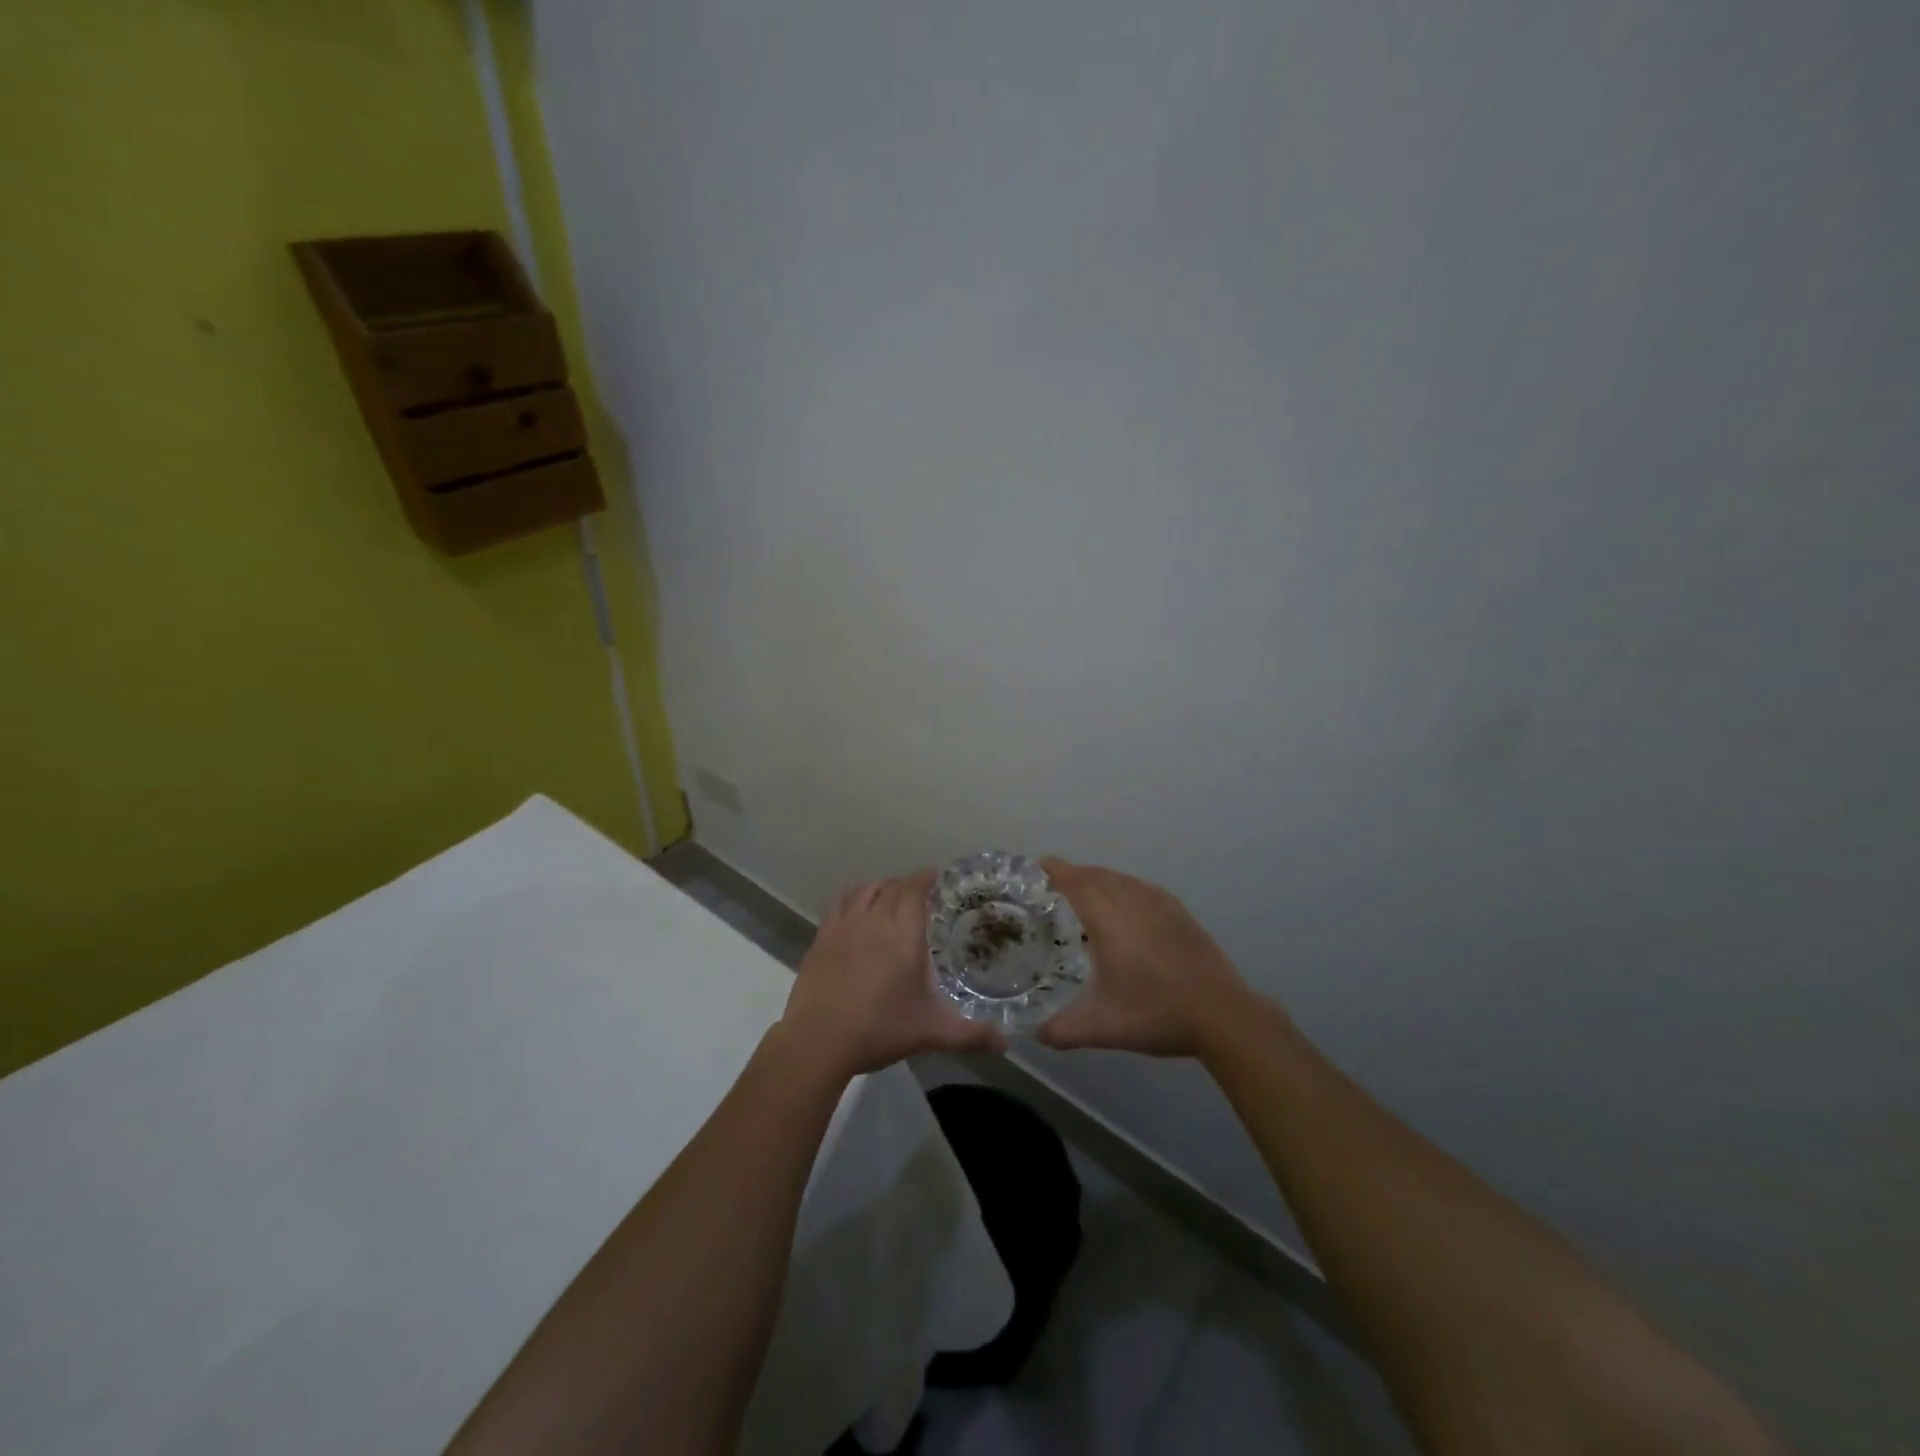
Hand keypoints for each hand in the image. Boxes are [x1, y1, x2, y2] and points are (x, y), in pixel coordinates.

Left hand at [780, 871, 1005, 1078]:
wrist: (818, 1041)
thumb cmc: (879, 1029)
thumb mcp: (931, 1032)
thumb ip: (970, 1034)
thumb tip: (1005, 1042)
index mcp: (903, 933)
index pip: (915, 888)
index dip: (926, 878)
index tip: (937, 878)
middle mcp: (873, 919)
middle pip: (891, 886)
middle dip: (907, 886)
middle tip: (920, 898)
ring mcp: (843, 926)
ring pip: (864, 890)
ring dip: (879, 888)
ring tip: (888, 899)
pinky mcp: (821, 938)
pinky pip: (838, 903)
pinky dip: (852, 898)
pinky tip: (855, 912)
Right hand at [1037, 860, 1257, 1057]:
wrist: (1222, 1015)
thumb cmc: (1156, 1013)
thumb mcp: (1101, 1028)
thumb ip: (1061, 1030)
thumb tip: (1035, 1033)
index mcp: (1107, 917)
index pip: (1074, 880)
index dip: (1053, 870)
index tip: (1035, 868)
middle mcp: (1131, 900)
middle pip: (1095, 874)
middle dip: (1072, 875)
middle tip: (1051, 891)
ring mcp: (1159, 903)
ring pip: (1120, 879)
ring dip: (1098, 881)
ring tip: (1083, 898)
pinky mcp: (1179, 912)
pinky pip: (1141, 888)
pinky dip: (1124, 889)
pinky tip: (1124, 908)